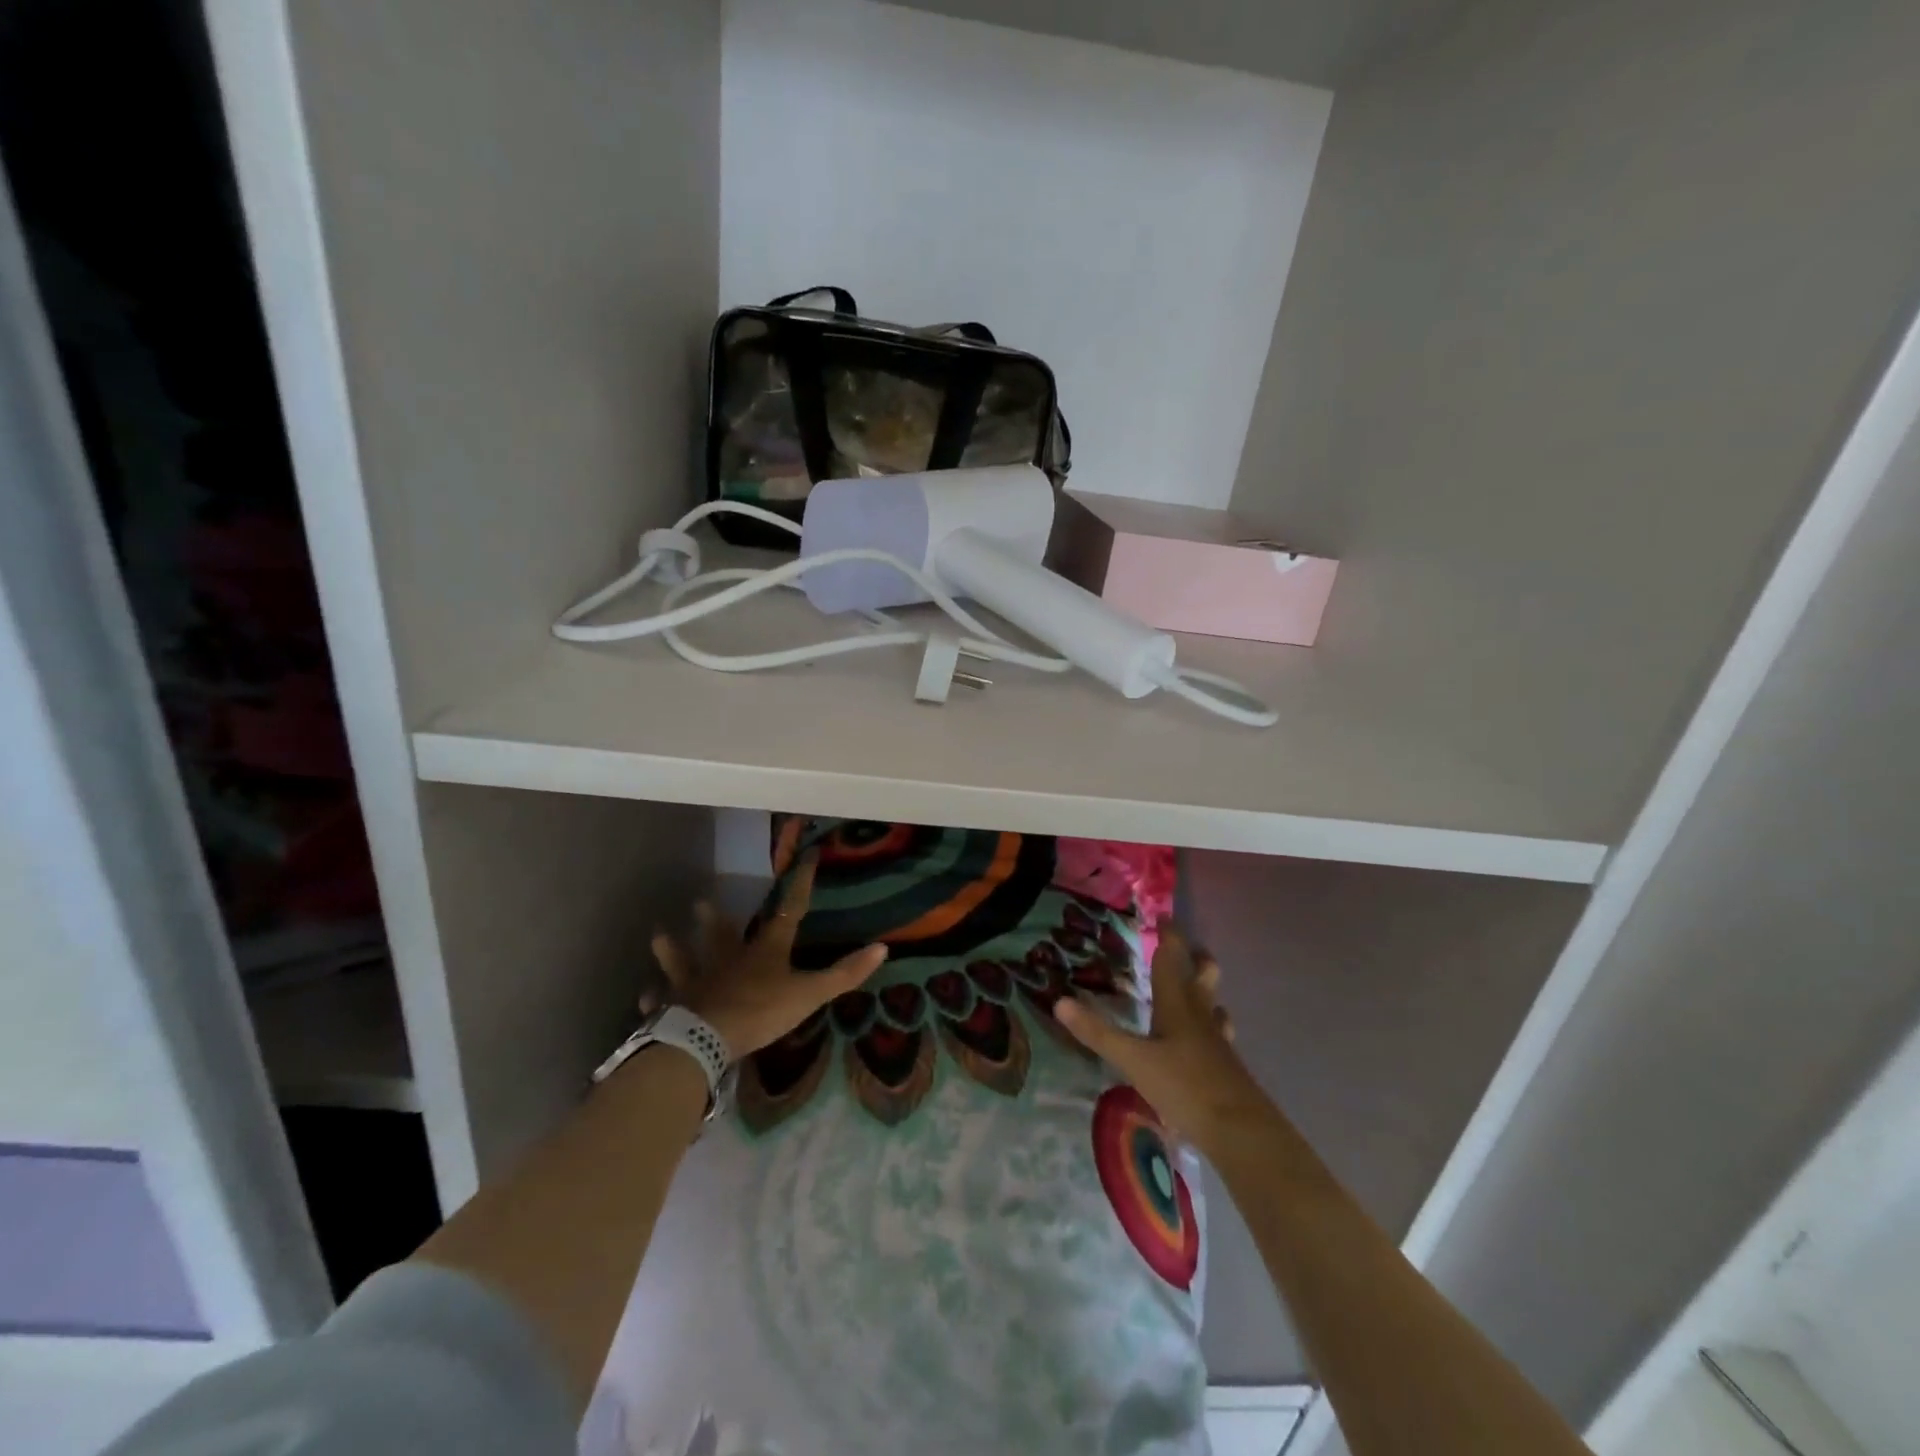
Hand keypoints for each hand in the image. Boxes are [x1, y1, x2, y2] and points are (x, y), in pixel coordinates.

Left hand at [647, 823, 886, 1057]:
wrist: (704, 1039)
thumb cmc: (760, 1012)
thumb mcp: (809, 994)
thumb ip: (843, 974)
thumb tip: (882, 948)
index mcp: (764, 952)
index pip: (789, 911)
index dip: (800, 884)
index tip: (806, 856)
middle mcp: (727, 959)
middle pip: (722, 933)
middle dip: (715, 917)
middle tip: (702, 899)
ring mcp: (695, 981)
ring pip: (683, 959)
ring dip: (672, 949)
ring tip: (660, 934)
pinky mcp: (674, 1006)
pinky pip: (661, 1001)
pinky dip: (655, 998)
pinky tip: (645, 996)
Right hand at [1055, 927, 1273, 1155]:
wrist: (1241, 1131)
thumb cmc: (1184, 1086)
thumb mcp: (1132, 1060)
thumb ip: (1097, 1033)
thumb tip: (1059, 1002)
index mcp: (1177, 1006)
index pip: (1170, 961)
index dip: (1168, 937)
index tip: (1163, 916)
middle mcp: (1200, 1017)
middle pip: (1203, 978)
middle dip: (1197, 959)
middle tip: (1189, 948)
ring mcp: (1218, 1043)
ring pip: (1214, 1007)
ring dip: (1207, 993)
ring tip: (1197, 992)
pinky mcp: (1228, 1069)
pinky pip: (1219, 1036)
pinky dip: (1211, 1029)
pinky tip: (1205, 1043)